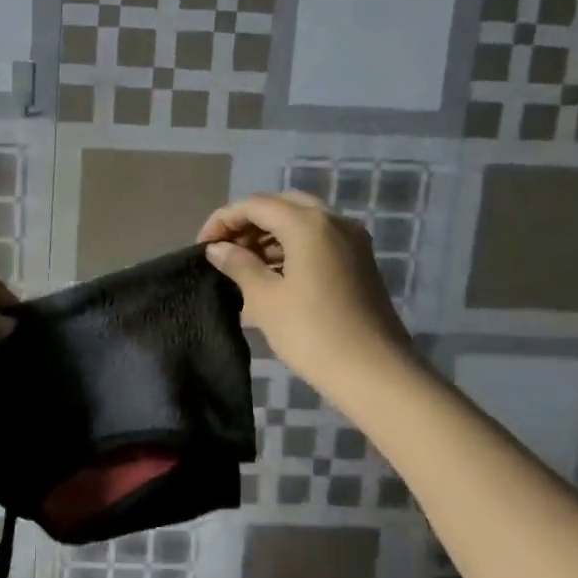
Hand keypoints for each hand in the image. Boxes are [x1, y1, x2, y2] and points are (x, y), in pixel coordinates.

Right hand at [197, 192, 412, 390]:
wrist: (374, 372)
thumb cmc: (312, 333)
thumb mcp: (265, 299)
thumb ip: (239, 265)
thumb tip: (217, 249)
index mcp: (308, 223)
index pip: (255, 205)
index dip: (223, 220)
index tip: (202, 247)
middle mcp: (334, 221)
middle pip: (281, 206)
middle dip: (248, 223)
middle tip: (224, 250)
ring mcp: (352, 241)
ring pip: (302, 222)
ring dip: (269, 235)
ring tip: (242, 265)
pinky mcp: (359, 262)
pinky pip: (318, 240)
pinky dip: (291, 247)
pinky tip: (272, 274)